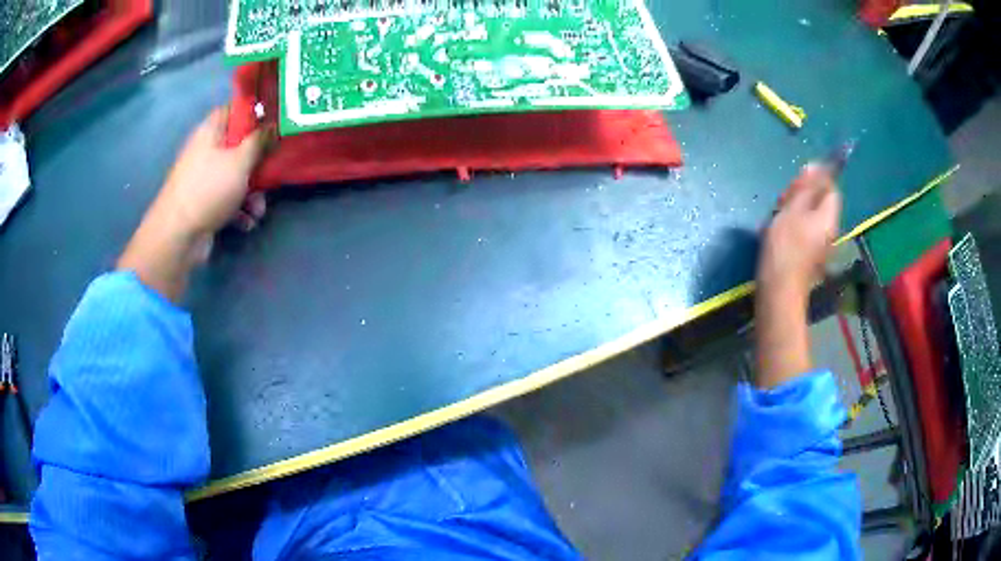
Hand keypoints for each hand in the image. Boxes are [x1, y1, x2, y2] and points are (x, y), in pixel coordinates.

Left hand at [117, 108, 264, 300]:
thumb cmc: (209, 189)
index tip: (275, 121)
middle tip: (274, 168)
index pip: (234, 110)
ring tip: (259, 209)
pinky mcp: (205, 203)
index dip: (255, 112)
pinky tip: (247, 222)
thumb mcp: (240, 161)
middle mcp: (206, 151)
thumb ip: (259, 141)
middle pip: (239, 145)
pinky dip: (239, 209)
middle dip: (258, 161)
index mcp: (211, 131)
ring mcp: (204, 178)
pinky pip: (228, 199)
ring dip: (252, 192)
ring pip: (236, 176)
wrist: (178, 236)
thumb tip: (272, 126)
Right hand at [754, 164, 840, 388]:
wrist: (779, 292)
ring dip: (795, 211)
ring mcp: (821, 246)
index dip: (815, 180)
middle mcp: (830, 231)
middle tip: (782, 201)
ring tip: (776, 218)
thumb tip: (816, 167)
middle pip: (820, 203)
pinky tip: (778, 233)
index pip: (830, 189)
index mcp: (828, 218)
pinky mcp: (811, 257)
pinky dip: (793, 227)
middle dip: (802, 197)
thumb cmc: (785, 247)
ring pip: (810, 217)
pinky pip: (805, 232)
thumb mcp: (792, 209)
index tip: (795, 184)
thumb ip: (805, 187)